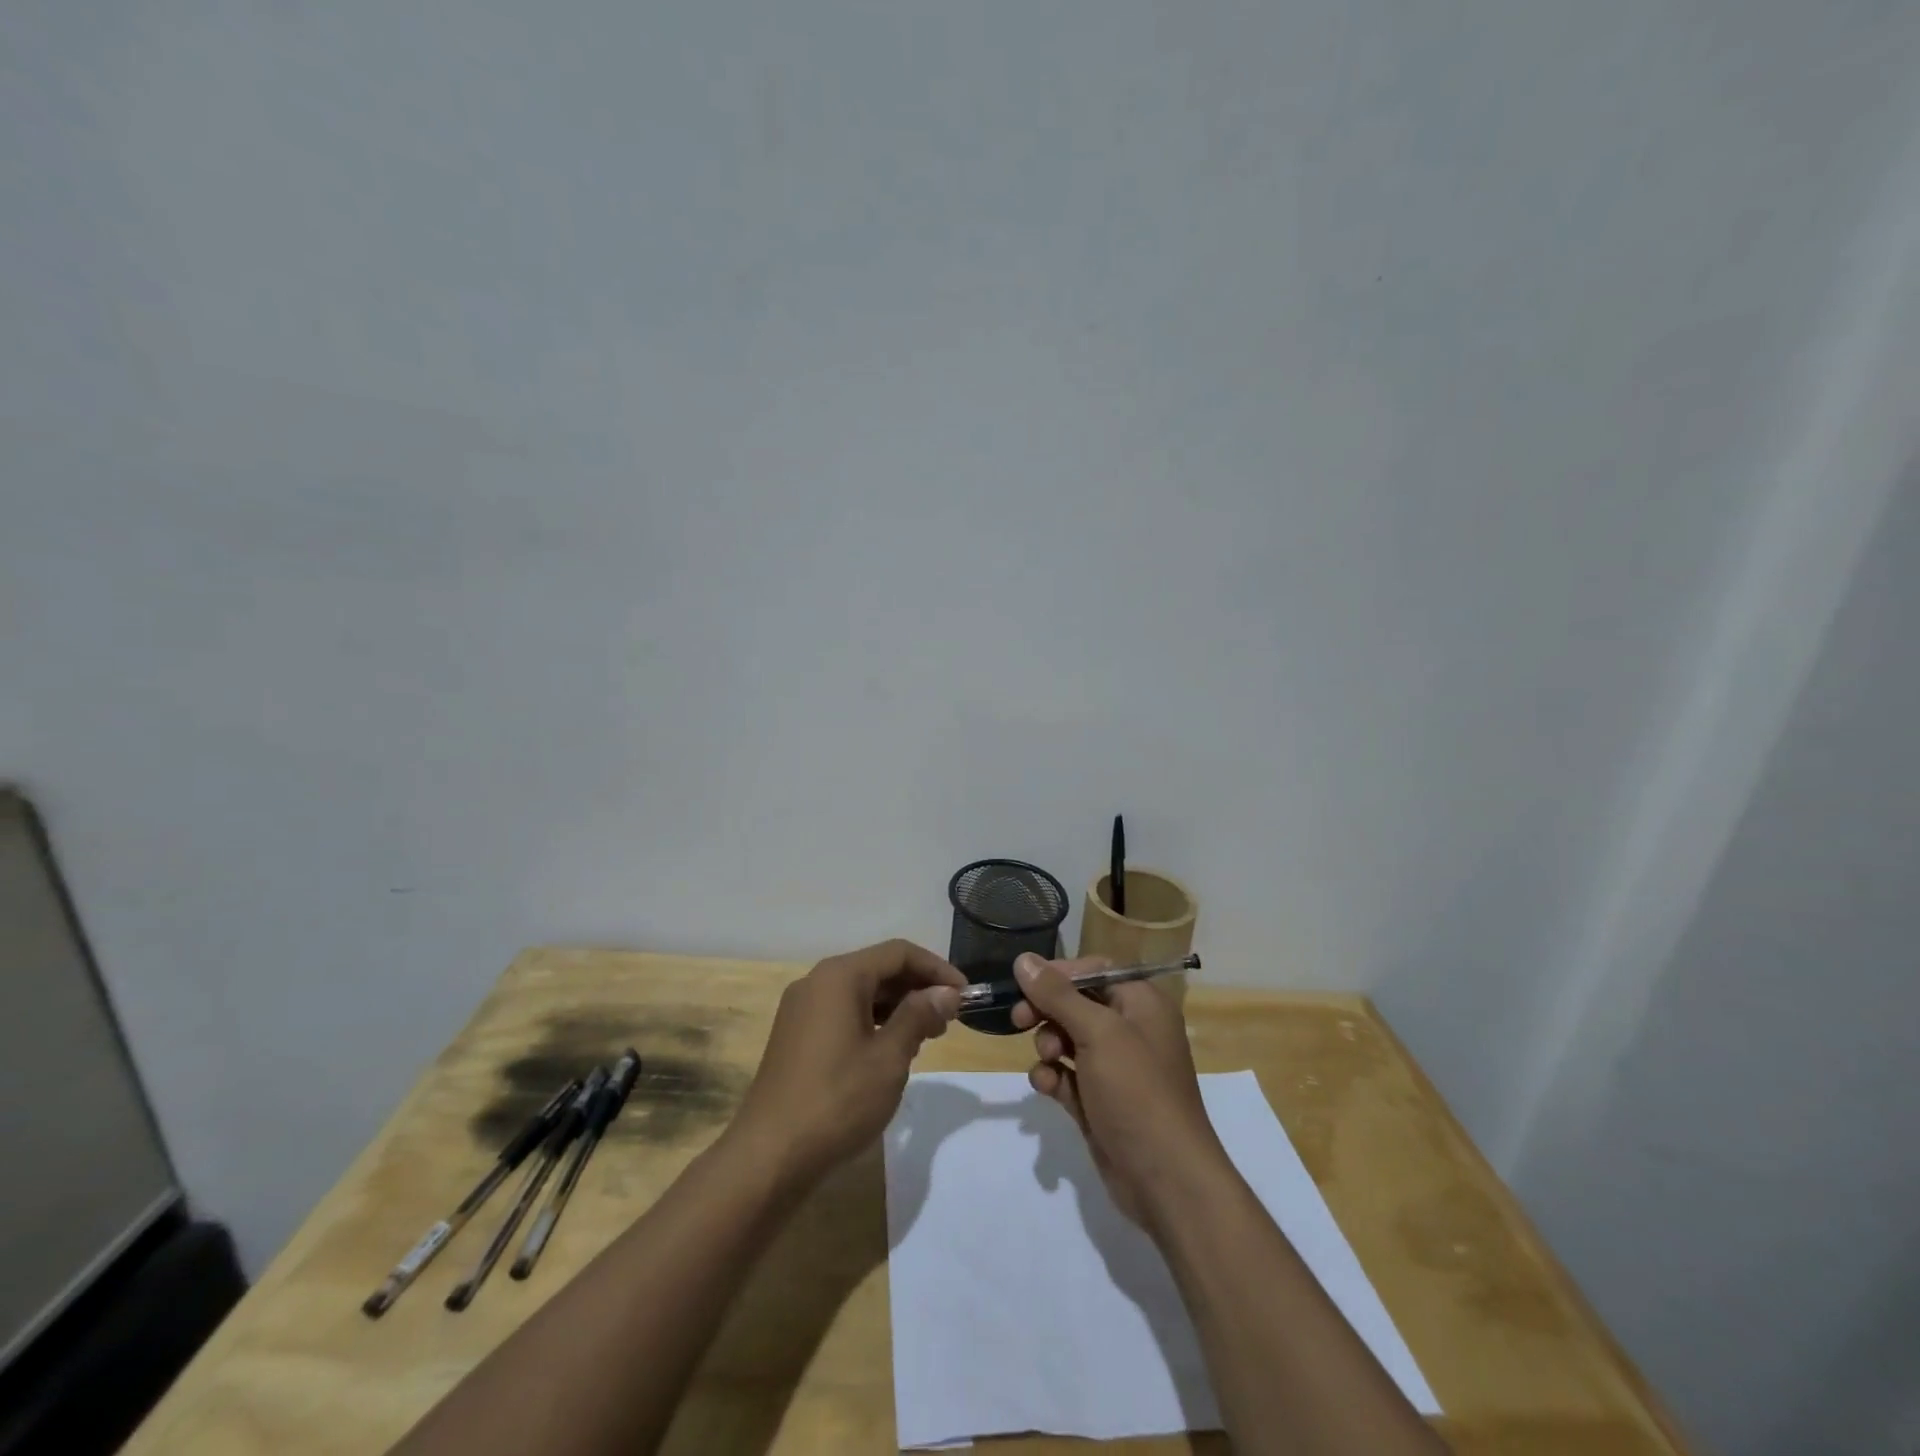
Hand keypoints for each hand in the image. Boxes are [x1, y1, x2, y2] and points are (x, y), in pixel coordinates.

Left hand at [731, 939, 965, 1184]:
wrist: (768, 1157)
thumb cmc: (837, 1100)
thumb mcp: (889, 1058)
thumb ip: (919, 1016)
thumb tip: (946, 992)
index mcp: (839, 976)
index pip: (898, 953)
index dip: (936, 969)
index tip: (965, 995)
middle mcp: (817, 982)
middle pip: (878, 969)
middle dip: (918, 989)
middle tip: (950, 1020)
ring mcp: (802, 1009)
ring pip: (861, 992)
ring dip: (897, 1007)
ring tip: (926, 1038)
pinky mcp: (796, 1035)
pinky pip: (843, 1012)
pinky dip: (873, 1022)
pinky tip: (891, 1050)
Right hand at [1011, 953, 1226, 1228]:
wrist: (1165, 1179)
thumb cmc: (1137, 1091)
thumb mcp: (1098, 1033)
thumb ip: (1058, 995)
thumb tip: (1024, 959)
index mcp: (1142, 1003)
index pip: (1095, 970)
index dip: (1059, 974)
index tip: (1025, 984)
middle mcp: (1131, 1029)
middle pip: (1076, 1003)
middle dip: (1047, 1011)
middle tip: (1020, 1020)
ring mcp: (1115, 1068)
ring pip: (1067, 1040)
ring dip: (1048, 1046)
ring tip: (1048, 1061)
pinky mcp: (1100, 1101)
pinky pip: (1067, 1075)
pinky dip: (1053, 1077)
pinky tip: (1048, 1087)